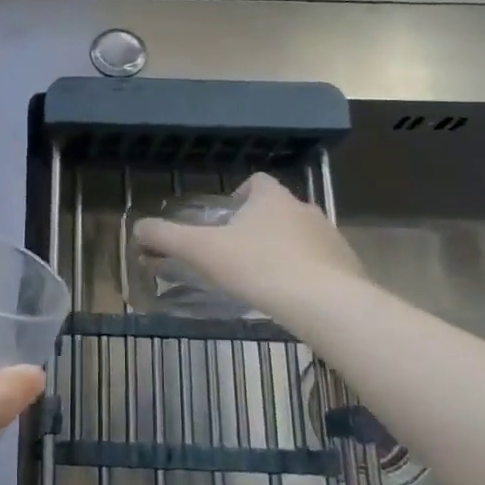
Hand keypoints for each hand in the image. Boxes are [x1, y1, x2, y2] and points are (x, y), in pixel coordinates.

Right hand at [132, 173, 361, 318]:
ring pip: (301, 236)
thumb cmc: (259, 267)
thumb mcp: (203, 251)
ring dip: (284, 249)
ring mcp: (331, 238)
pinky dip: (306, 273)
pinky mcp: (347, 266)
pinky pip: (321, 263)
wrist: (326, 303)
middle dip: (259, 226)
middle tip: (238, 253)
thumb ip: (168, 238)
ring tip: (264, 279)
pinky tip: (292, 298)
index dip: (241, 194)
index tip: (227, 217)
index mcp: (272, 199)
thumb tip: (136, 228)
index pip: (257, 182)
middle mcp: (305, 209)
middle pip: (279, 209)